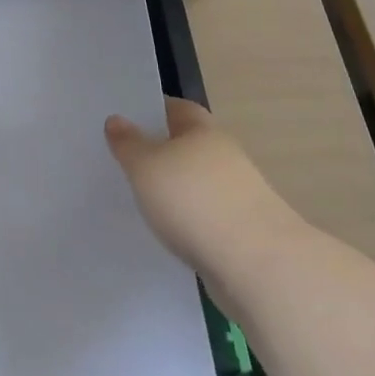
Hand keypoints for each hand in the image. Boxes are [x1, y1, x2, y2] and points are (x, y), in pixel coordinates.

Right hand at [105, 98, 296, 274]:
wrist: (257, 267)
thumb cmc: (194, 201)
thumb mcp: (145, 166)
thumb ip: (128, 143)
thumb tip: (117, 120)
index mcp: (203, 130)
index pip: (175, 108)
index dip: (150, 110)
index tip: (123, 120)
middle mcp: (224, 156)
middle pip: (185, 145)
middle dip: (158, 151)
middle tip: (122, 161)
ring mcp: (237, 195)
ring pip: (194, 183)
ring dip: (173, 189)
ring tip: (138, 200)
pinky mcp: (241, 232)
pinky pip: (203, 216)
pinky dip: (185, 220)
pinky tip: (165, 232)